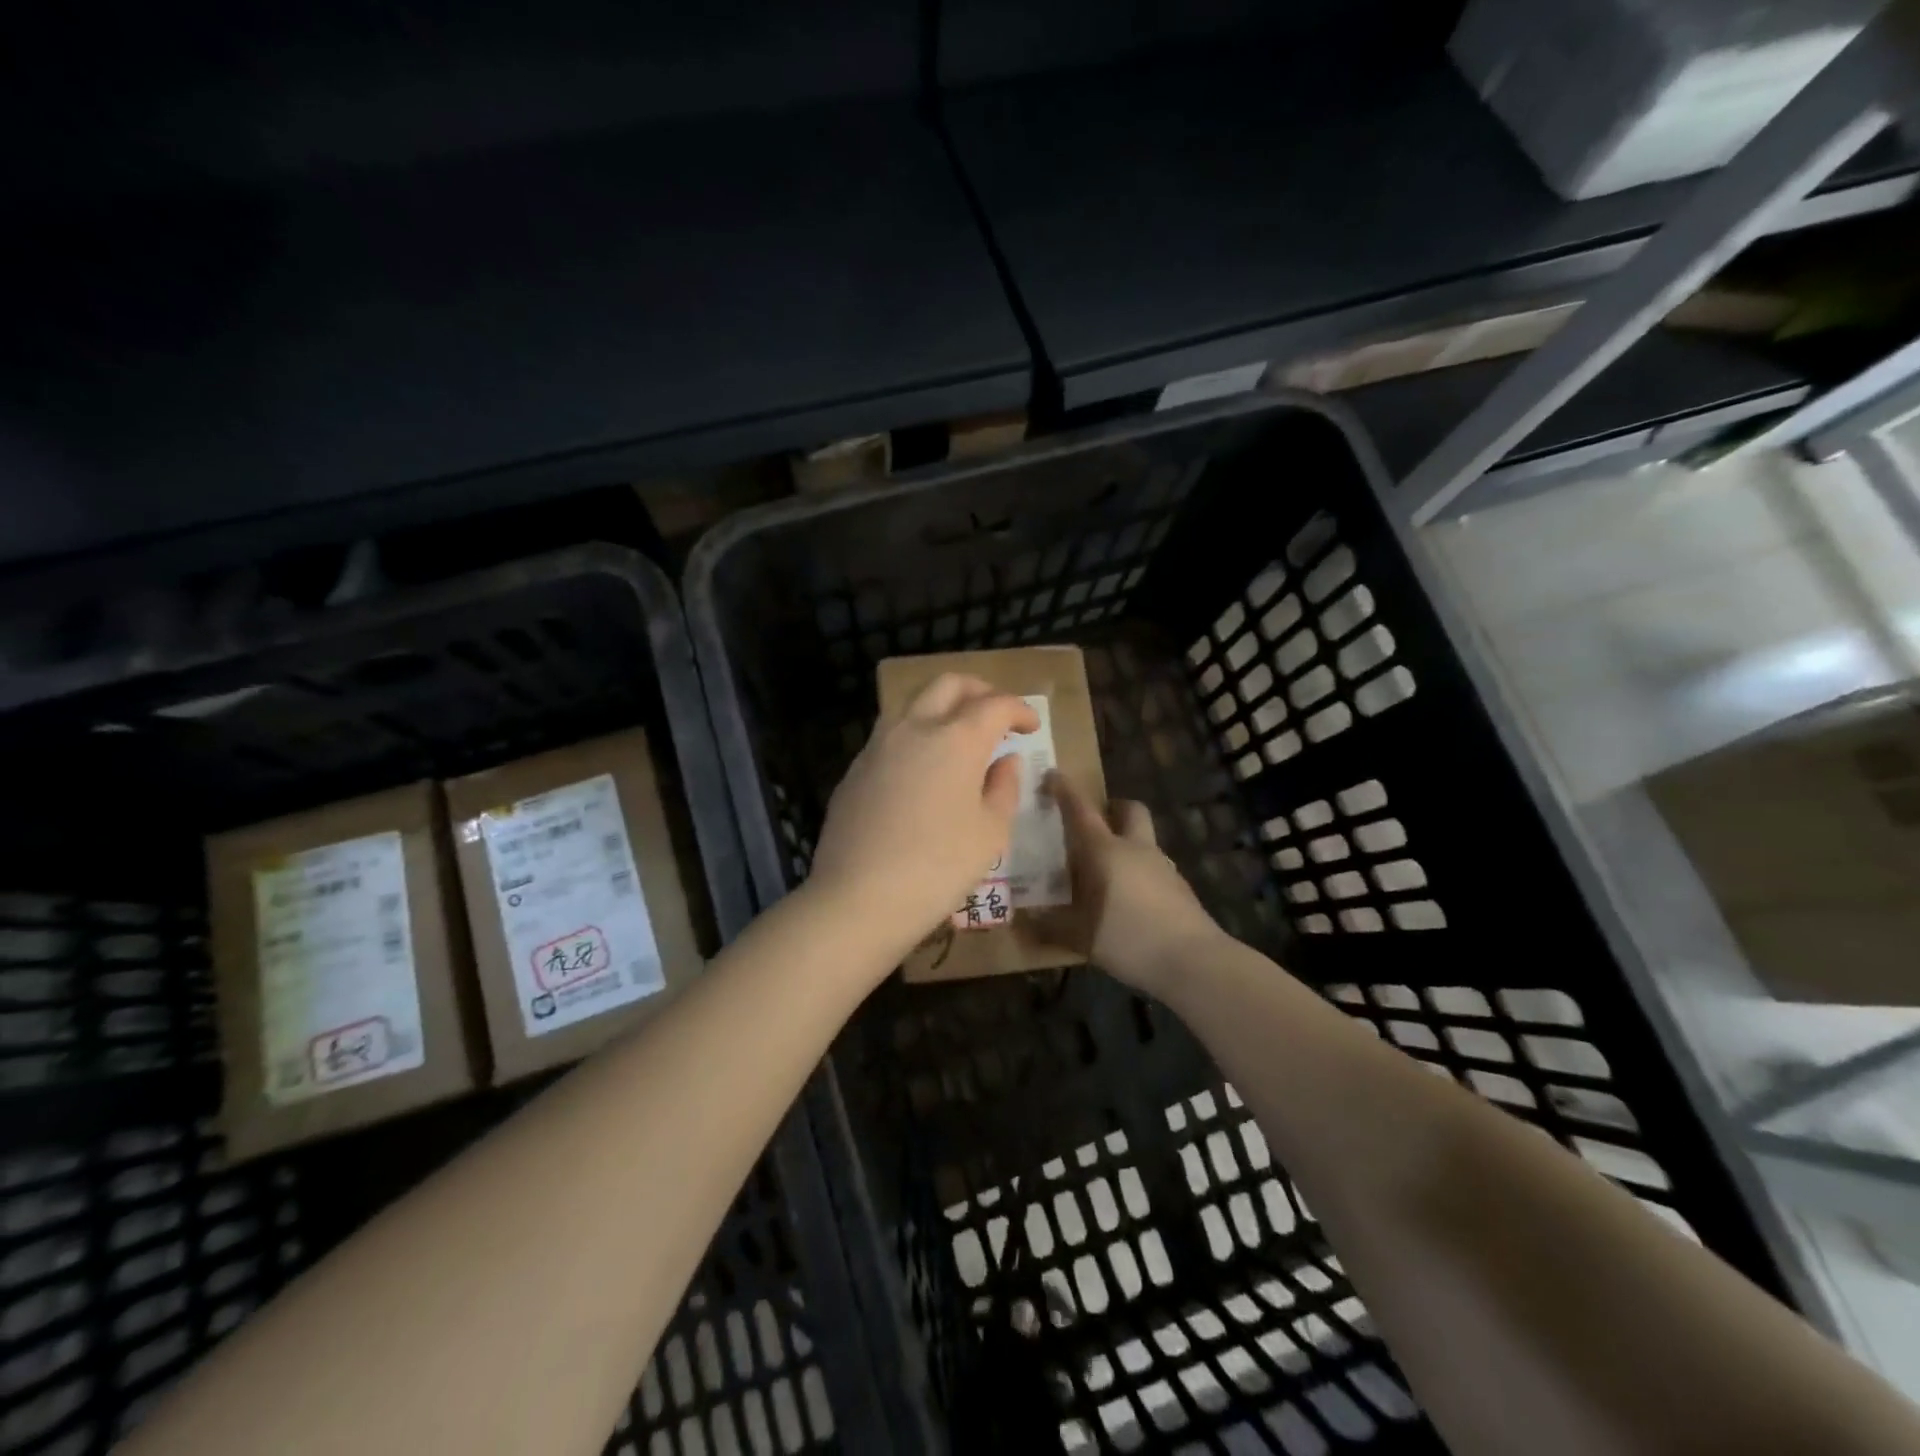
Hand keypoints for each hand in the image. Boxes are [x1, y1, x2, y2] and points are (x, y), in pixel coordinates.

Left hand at [808, 673, 1038, 959]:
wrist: (858, 897)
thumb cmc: (939, 867)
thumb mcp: (990, 832)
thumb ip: (1004, 787)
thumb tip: (1005, 761)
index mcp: (957, 738)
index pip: (995, 704)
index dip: (1019, 710)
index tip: (1031, 725)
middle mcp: (915, 728)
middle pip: (948, 684)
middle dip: (979, 691)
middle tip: (997, 715)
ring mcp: (878, 745)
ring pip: (913, 704)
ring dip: (942, 708)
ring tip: (960, 738)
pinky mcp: (855, 769)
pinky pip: (891, 735)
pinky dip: (916, 736)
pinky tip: (923, 769)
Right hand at [1042, 773, 1222, 995]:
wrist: (1194, 961)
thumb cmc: (1129, 938)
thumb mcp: (1080, 937)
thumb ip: (1050, 927)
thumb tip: (1023, 922)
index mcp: (1105, 851)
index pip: (1081, 810)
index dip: (1064, 790)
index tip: (1051, 776)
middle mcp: (1136, 848)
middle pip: (1129, 809)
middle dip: (1112, 808)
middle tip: (1092, 824)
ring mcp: (1163, 866)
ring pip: (1143, 839)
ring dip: (1126, 842)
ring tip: (1105, 871)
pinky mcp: (1179, 888)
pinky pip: (1153, 867)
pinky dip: (1138, 872)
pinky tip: (1128, 900)